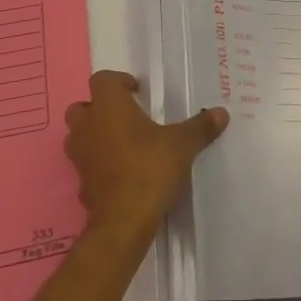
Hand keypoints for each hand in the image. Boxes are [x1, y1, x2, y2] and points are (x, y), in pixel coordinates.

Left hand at [64, 70, 228, 237]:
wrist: (123, 222)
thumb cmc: (149, 169)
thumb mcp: (182, 145)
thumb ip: (200, 127)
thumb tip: (221, 113)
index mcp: (108, 106)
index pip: (102, 79)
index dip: (118, 81)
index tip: (137, 92)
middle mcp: (88, 125)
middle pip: (82, 106)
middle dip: (100, 108)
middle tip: (127, 116)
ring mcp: (80, 155)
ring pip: (78, 135)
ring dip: (95, 135)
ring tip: (123, 143)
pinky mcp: (80, 183)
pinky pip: (86, 164)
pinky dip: (98, 164)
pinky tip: (120, 172)